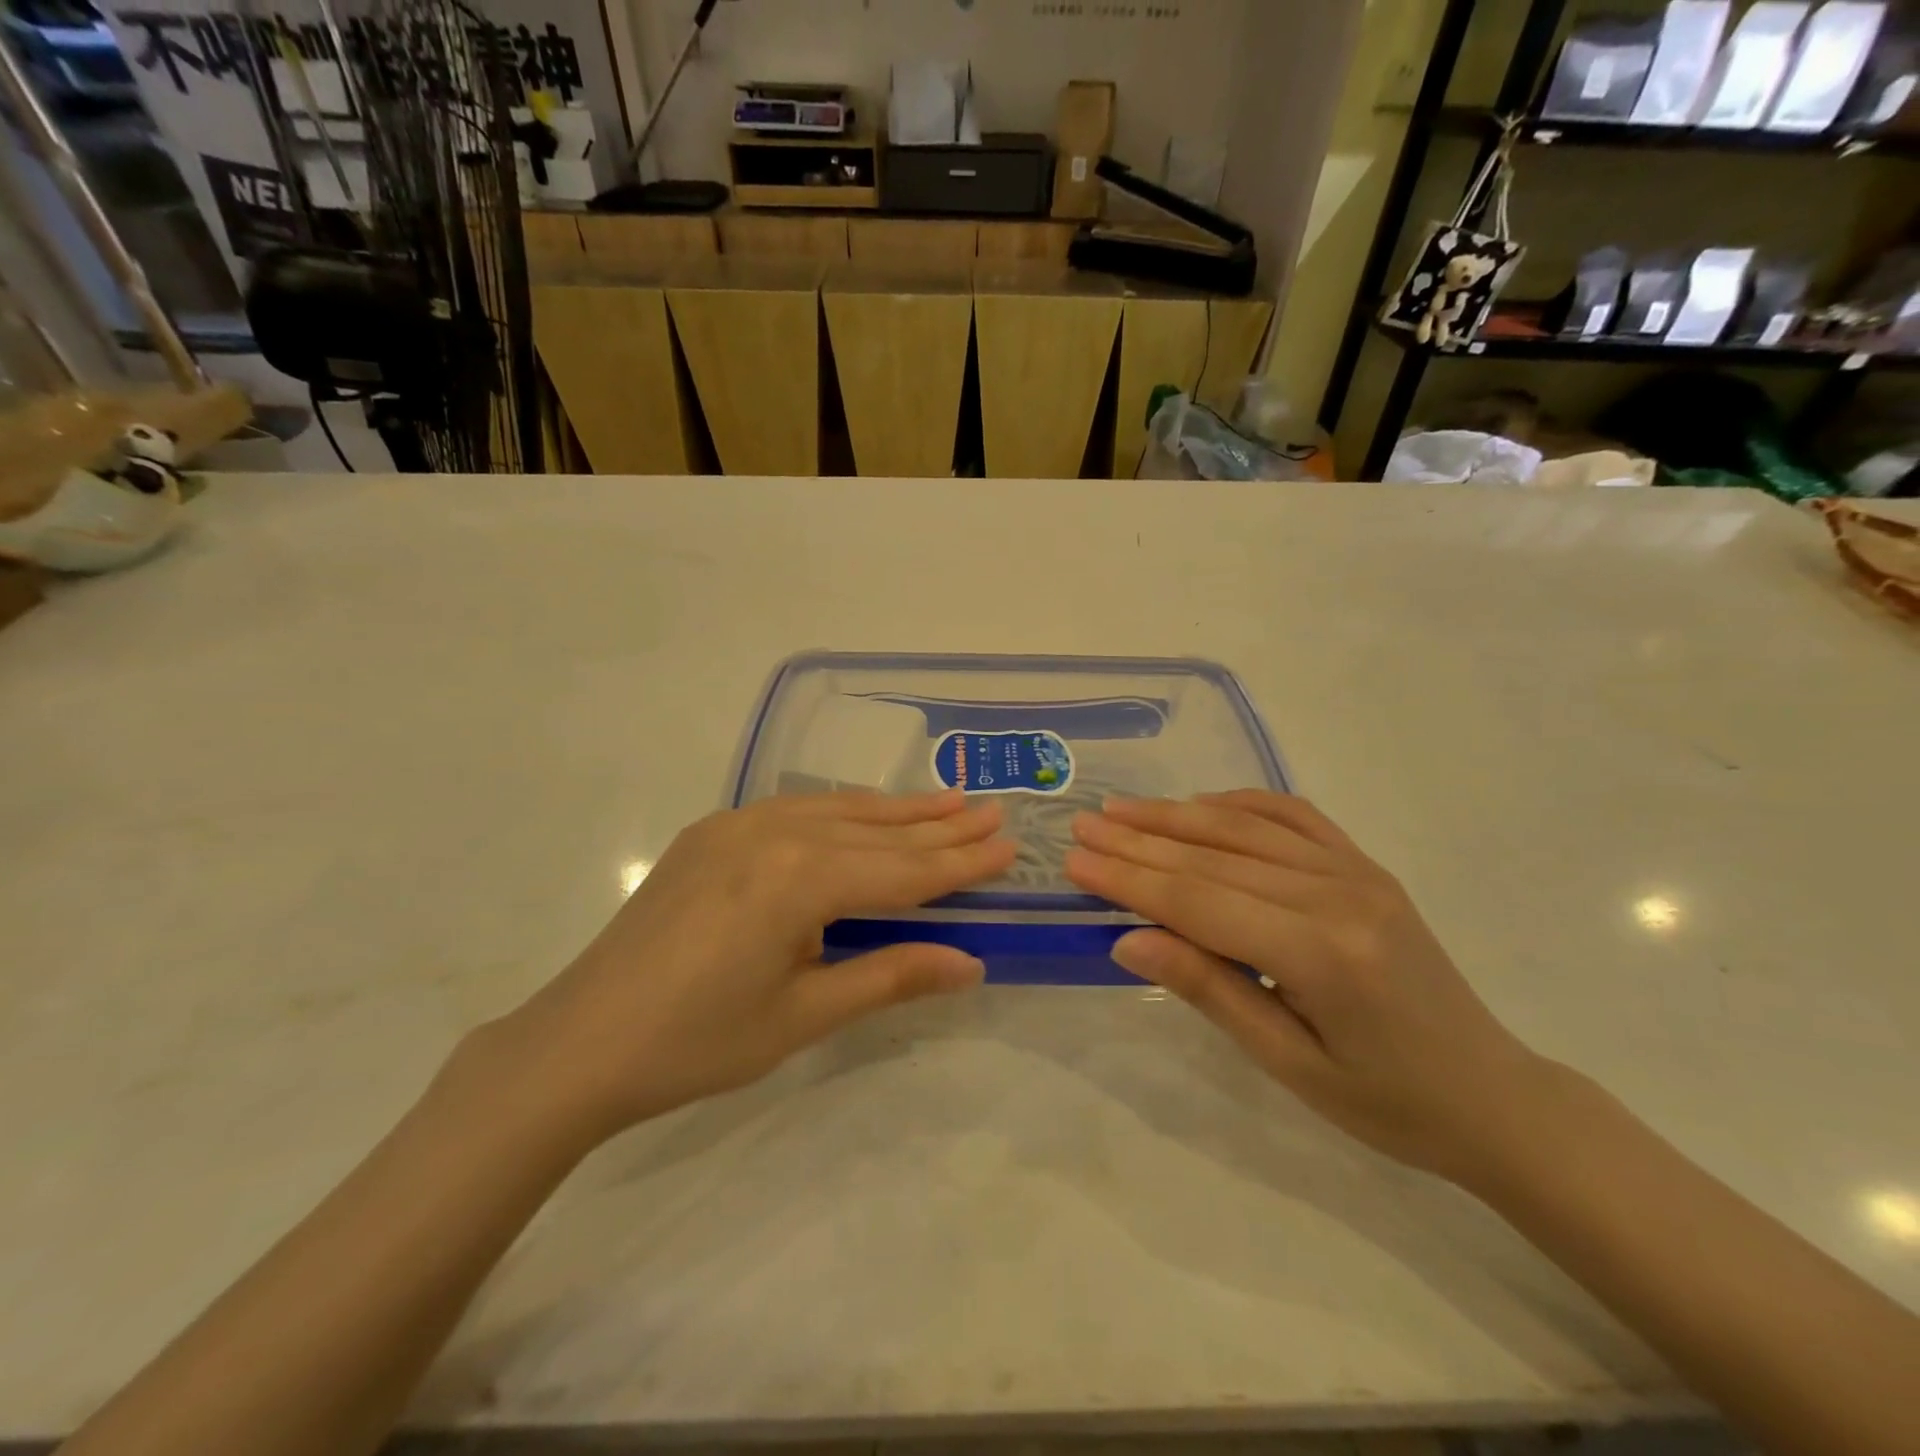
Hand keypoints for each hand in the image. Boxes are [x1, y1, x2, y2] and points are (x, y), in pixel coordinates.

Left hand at [492, 791, 1015, 1143]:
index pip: (902, 870)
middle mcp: (773, 833)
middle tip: (993, 811)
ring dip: (896, 810)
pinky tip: (864, 813)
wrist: (579, 1042)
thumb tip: (970, 963)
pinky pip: (795, 811)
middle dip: (940, 827)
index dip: (960, 863)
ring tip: (947, 800)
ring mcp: (737, 826)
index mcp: (799, 880)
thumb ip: (890, 976)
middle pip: (876, 832)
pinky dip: (842, 812)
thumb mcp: (803, 1016)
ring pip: (837, 810)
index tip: (1009, 846)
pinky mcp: (712, 833)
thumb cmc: (697, 1042)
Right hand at [1065, 791, 1547, 1180]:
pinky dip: (1240, 803)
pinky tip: (1201, 803)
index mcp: (1320, 953)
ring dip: (1176, 816)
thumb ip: (1209, 990)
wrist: (1492, 1095)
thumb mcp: (1288, 1064)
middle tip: (1082, 826)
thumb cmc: (1387, 1101)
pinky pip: (1294, 817)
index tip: (1075, 861)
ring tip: (1121, 810)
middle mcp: (1338, 894)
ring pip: (1246, 829)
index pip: (1199, 902)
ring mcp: (1357, 871)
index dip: (1130, 880)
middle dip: (1138, 842)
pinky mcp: (1366, 866)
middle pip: (1214, 858)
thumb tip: (1129, 940)